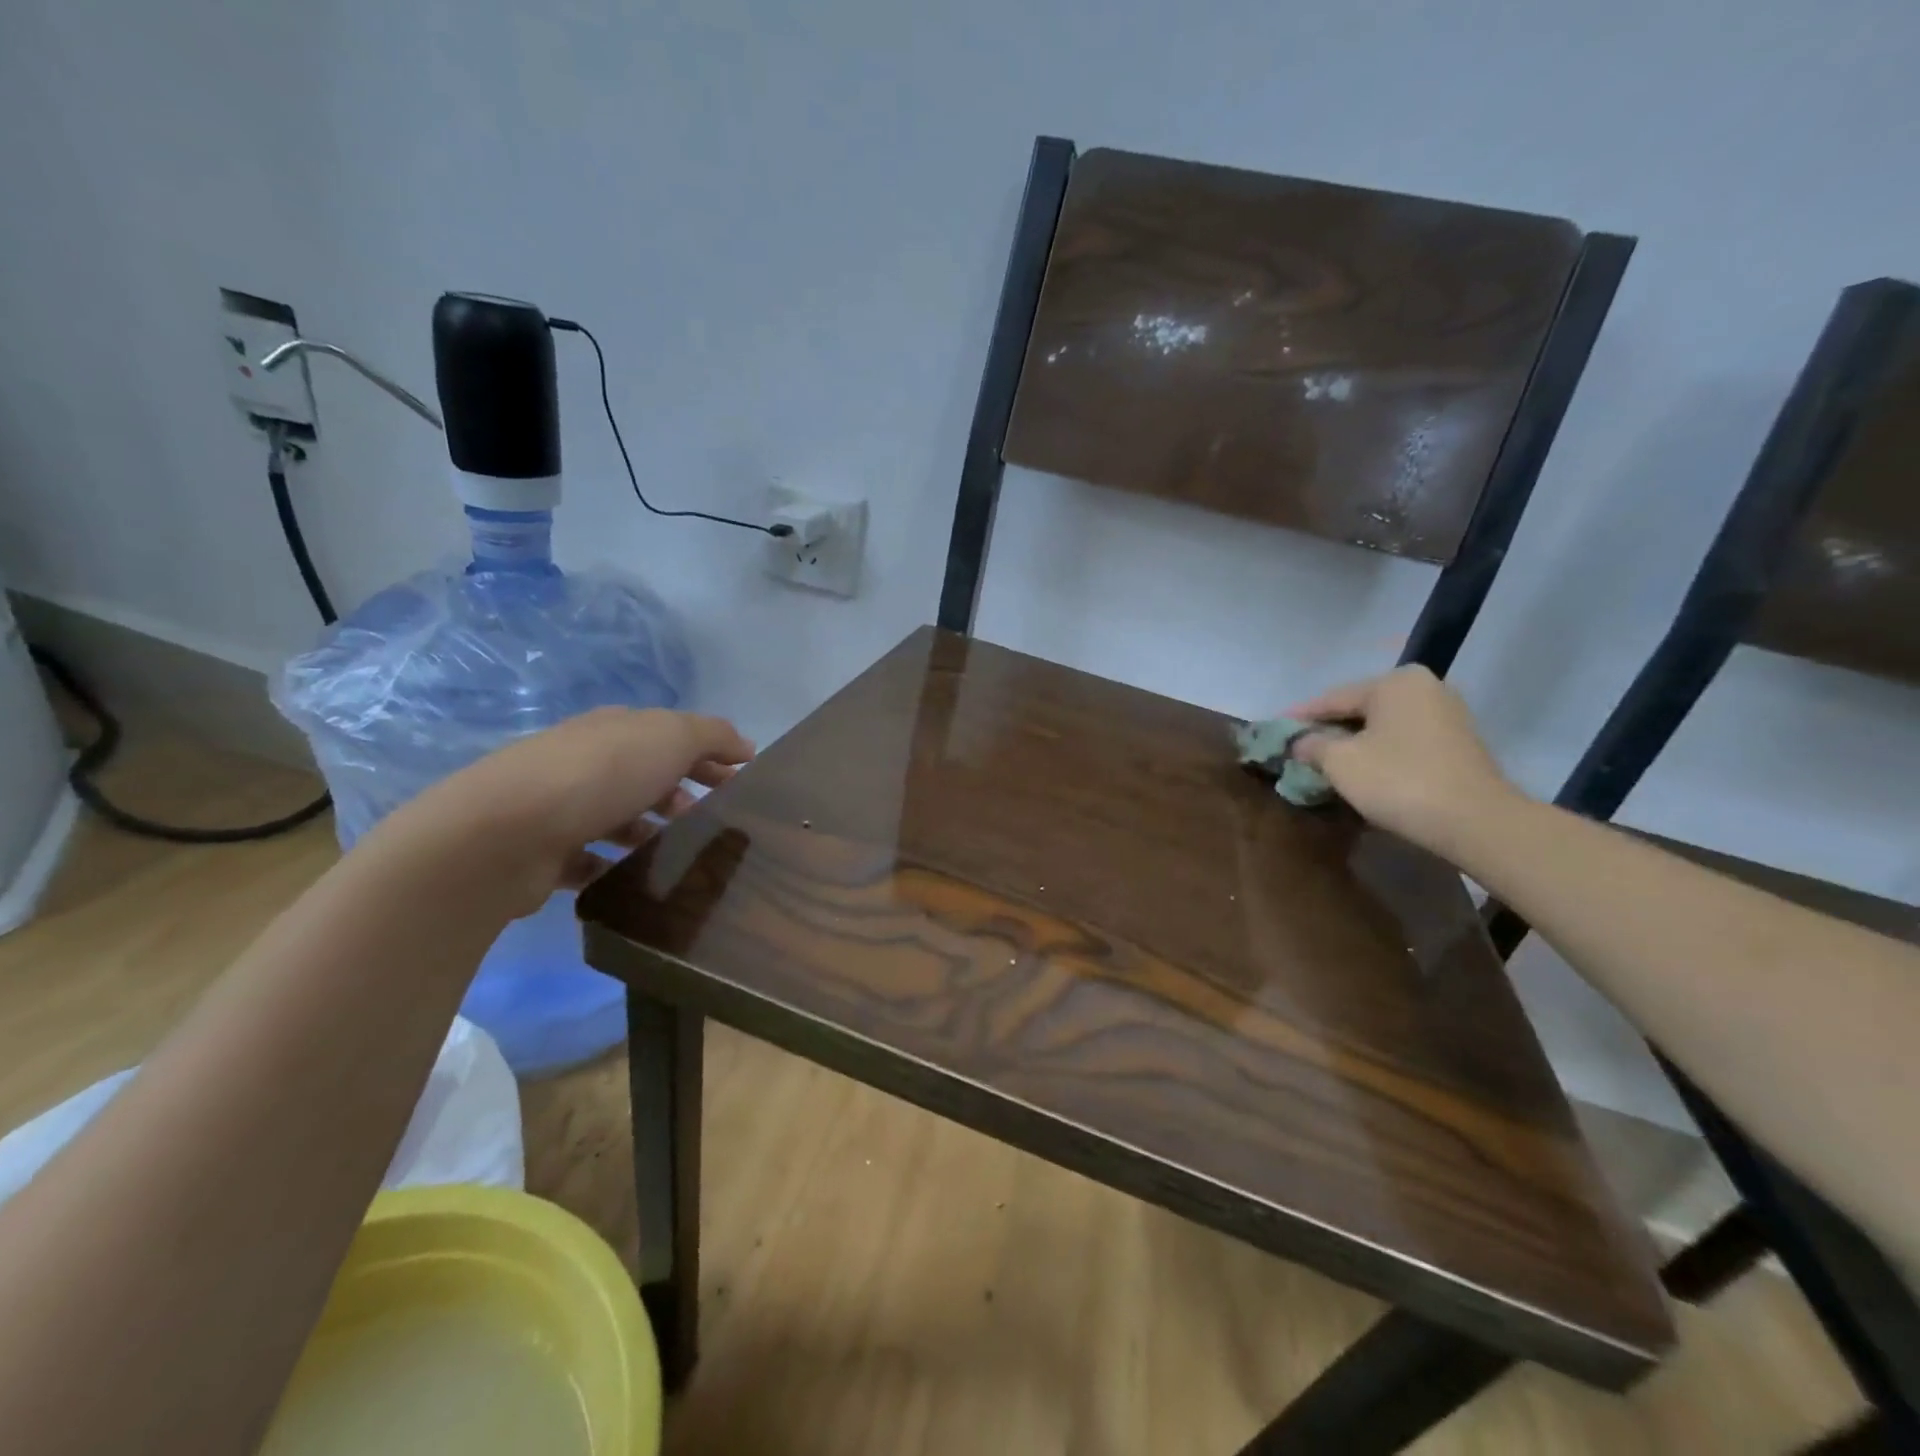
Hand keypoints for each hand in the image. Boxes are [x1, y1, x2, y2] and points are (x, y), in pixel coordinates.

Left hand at [391, 706, 754, 914]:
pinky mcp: (546, 853)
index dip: (710, 756)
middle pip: (646, 777)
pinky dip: (615, 868)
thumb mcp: (670, 737)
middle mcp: (586, 762)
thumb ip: (712, 735)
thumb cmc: (600, 775)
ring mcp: (561, 807)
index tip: (741, 783)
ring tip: (681, 858)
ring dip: (650, 834)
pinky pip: (590, 860)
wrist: (505, 832)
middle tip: (714, 824)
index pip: (671, 737)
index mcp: (615, 730)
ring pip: (619, 819)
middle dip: (683, 796)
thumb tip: (744, 745)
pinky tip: (638, 883)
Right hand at [1283, 666, 1521, 852]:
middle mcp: (1425, 688)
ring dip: (1354, 744)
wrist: (1475, 821)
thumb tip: (1299, 742)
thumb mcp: (1339, 762)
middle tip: (1298, 748)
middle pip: (1360, 710)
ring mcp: (1447, 715)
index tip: (1274, 730)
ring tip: (1325, 762)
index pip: (1333, 698)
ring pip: (1383, 727)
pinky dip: (1380, 753)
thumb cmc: (1398, 781)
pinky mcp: (1458, 744)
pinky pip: (1404, 741)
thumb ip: (1312, 745)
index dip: (1300, 717)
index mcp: (1395, 682)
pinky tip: (1362, 771)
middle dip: (1328, 730)